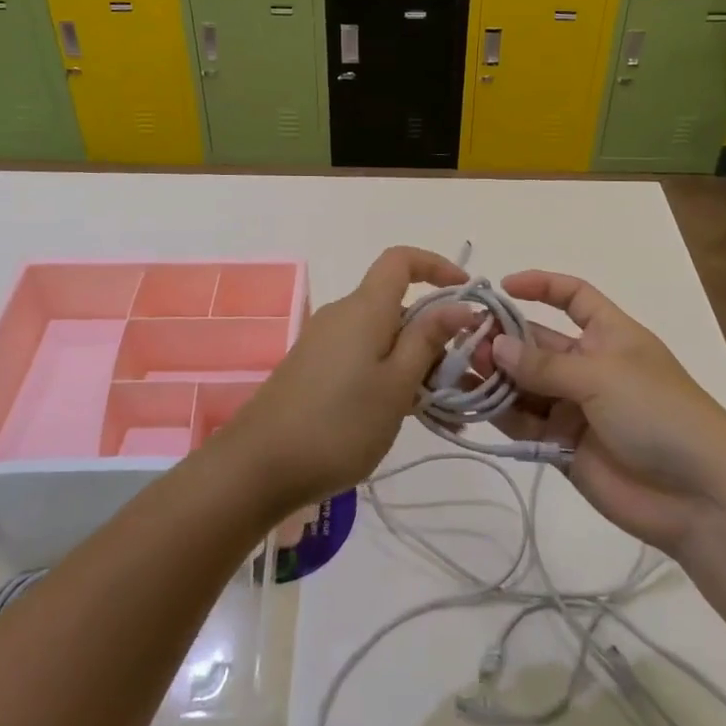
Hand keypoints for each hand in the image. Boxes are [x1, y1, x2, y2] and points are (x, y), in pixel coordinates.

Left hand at [222, 247, 475, 511]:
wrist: (258, 465)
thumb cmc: (339, 423)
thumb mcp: (396, 385)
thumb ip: (428, 340)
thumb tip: (459, 303)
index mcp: (364, 308)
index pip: (401, 260)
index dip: (436, 265)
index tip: (466, 292)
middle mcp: (343, 314)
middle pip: (397, 305)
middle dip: (434, 334)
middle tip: (461, 379)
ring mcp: (325, 341)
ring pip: (383, 337)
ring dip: (415, 363)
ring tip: (440, 411)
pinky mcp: (314, 367)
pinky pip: (363, 357)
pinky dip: (390, 376)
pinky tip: (404, 416)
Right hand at [489, 271, 725, 553]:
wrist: (699, 497)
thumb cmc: (659, 414)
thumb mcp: (602, 376)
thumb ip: (545, 365)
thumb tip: (496, 345)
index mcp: (610, 335)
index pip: (574, 297)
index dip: (542, 286)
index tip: (503, 287)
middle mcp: (589, 366)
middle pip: (539, 342)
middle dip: (505, 339)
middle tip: (467, 341)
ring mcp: (575, 407)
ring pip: (526, 383)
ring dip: (497, 375)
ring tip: (464, 370)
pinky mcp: (563, 445)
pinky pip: (525, 422)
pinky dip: (500, 412)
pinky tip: (472, 402)